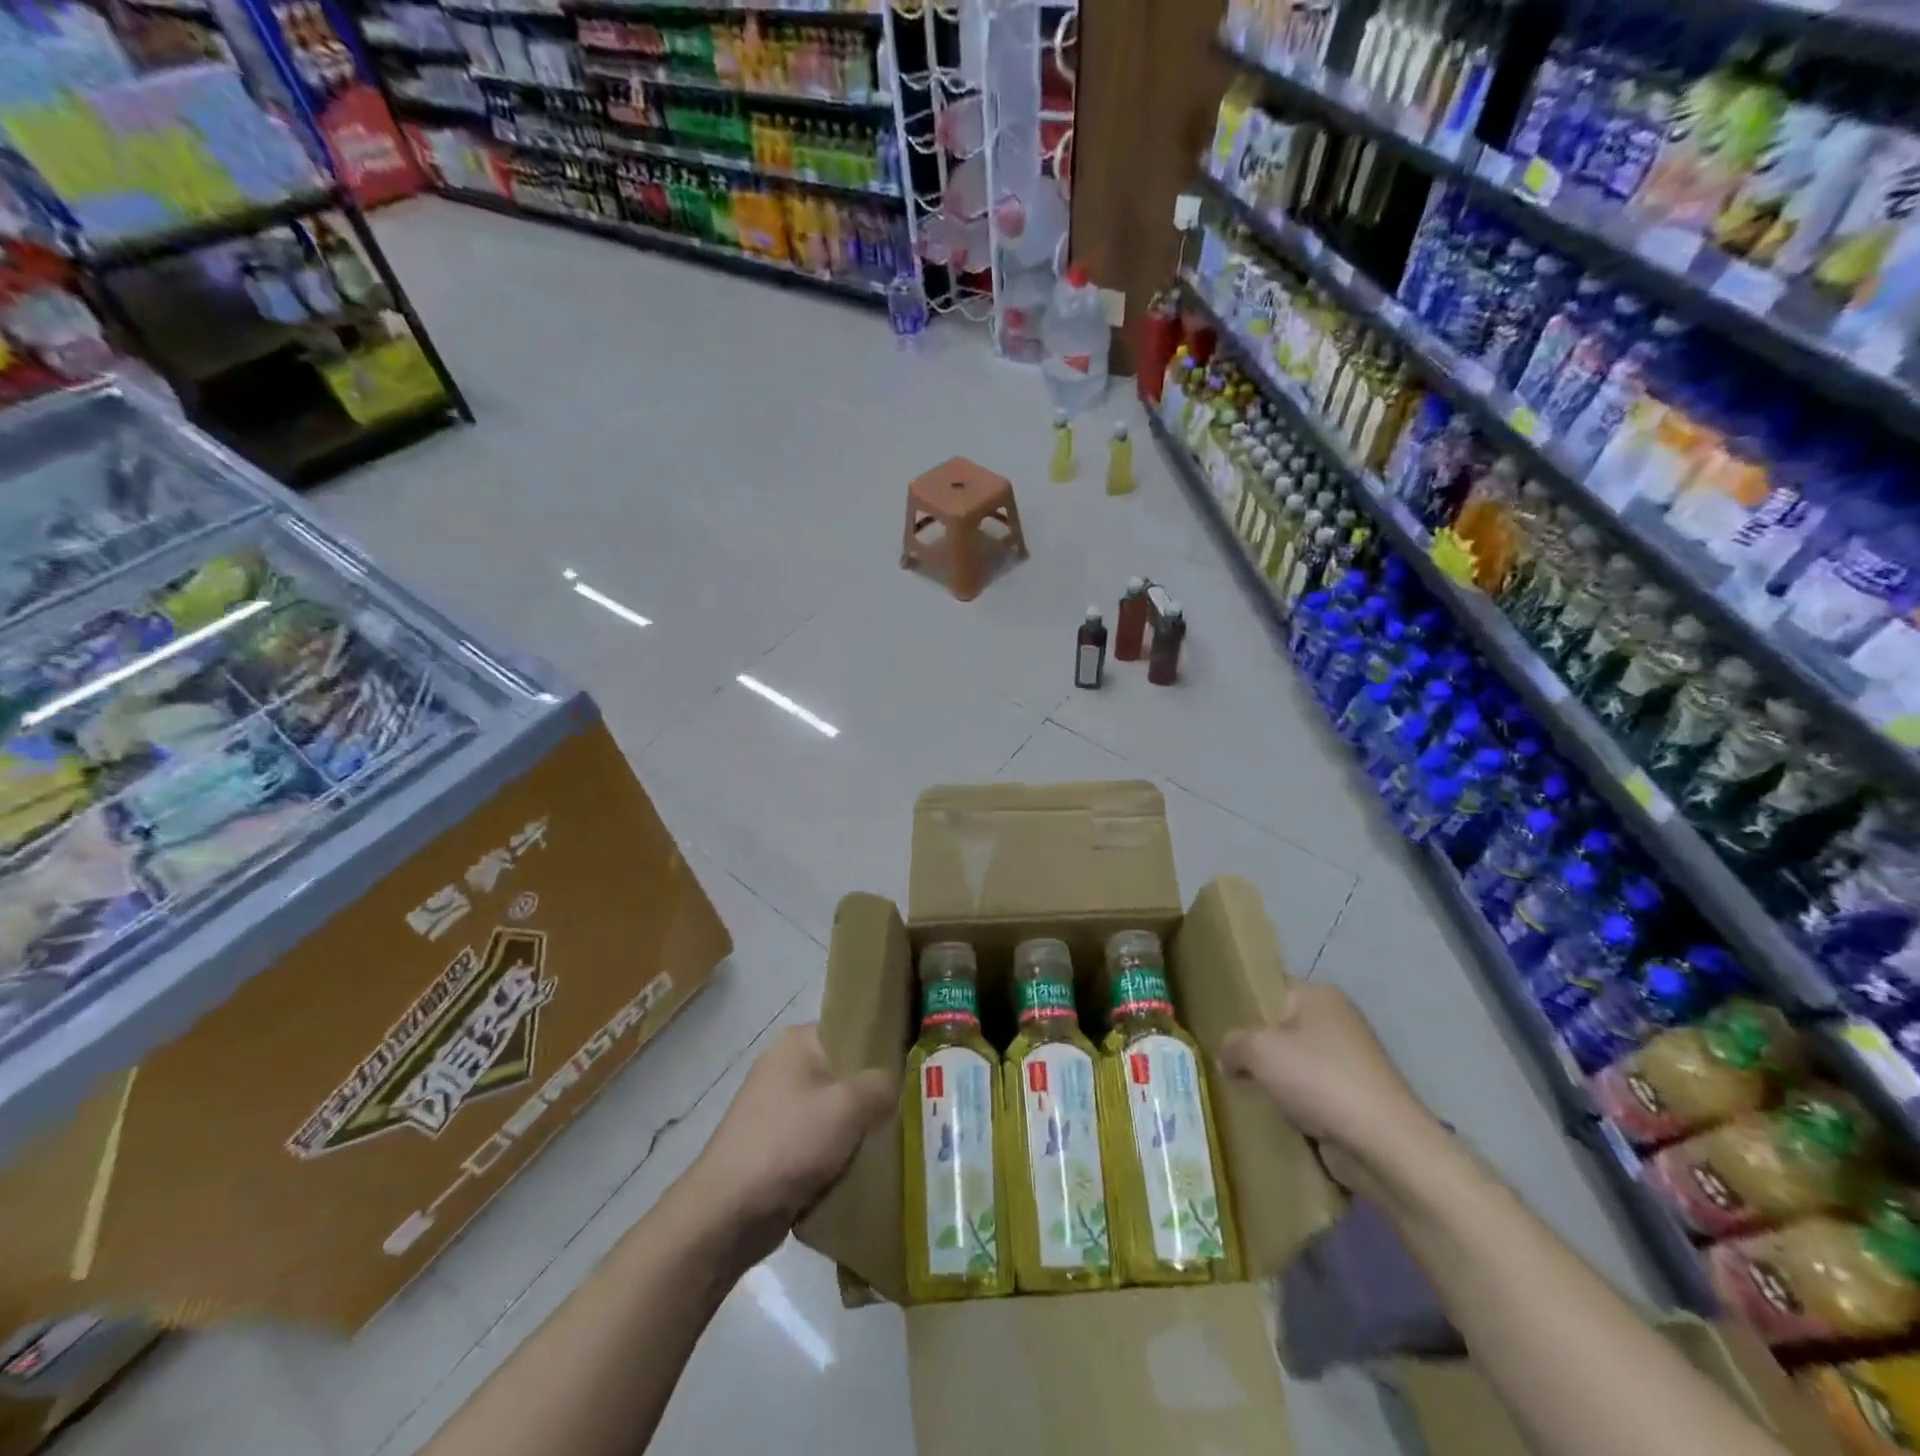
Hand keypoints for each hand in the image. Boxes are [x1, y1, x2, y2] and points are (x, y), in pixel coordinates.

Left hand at [680, 1024, 892, 1267]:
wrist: (727, 1214)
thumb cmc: (789, 1143)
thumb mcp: (849, 1105)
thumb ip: (882, 1083)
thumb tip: (894, 1083)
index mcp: (797, 1042)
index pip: (852, 1030)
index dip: (883, 1047)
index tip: (913, 1068)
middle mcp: (784, 1066)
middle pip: (844, 1072)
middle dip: (872, 1093)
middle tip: (908, 1108)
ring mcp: (775, 1108)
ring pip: (833, 1110)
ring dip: (856, 1128)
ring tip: (891, 1141)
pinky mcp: (773, 1146)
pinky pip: (818, 1140)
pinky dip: (837, 1153)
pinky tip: (862, 1168)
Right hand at [1220, 983, 1438, 1199]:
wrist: (1384, 1144)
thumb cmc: (1319, 1079)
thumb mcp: (1259, 1051)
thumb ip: (1233, 1044)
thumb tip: (1227, 1058)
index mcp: (1319, 995)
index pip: (1270, 990)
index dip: (1243, 1008)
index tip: (1218, 1028)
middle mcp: (1338, 1020)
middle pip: (1281, 1028)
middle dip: (1257, 1048)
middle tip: (1226, 1062)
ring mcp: (1351, 1060)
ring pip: (1296, 1063)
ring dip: (1276, 1080)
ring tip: (1245, 1091)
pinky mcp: (1357, 1097)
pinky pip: (1313, 1092)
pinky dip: (1296, 1104)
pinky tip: (1274, 1116)